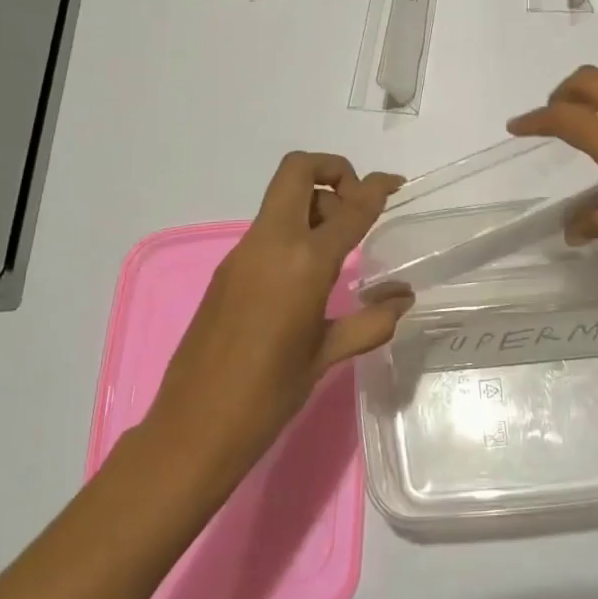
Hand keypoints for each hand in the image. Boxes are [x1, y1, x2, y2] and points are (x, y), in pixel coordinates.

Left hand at [144, 153, 410, 472]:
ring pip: (282, 197)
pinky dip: (295, 228)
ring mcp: (243, 253)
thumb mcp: (327, 355)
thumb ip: (371, 321)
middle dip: (334, 171)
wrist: (193, 428)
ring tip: (337, 248)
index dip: (376, 186)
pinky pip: (268, 228)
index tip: (394, 182)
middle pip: (298, 170)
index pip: (350, 207)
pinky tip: (307, 275)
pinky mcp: (227, 269)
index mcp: (304, 263)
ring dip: (314, 202)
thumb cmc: (269, 395)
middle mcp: (272, 243)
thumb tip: (403, 298)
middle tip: (355, 207)